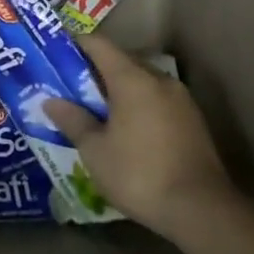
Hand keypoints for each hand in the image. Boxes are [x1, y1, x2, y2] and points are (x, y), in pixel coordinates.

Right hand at [44, 32, 232, 239]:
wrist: (201, 210)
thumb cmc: (139, 174)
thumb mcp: (95, 151)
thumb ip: (73, 120)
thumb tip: (51, 101)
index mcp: (133, 79)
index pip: (99, 45)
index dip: (75, 44)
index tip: (54, 52)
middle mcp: (159, 80)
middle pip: (121, 61)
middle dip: (94, 70)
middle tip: (68, 85)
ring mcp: (181, 100)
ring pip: (141, 82)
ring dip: (117, 89)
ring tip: (93, 109)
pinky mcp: (192, 121)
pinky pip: (156, 100)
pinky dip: (136, 105)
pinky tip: (124, 128)